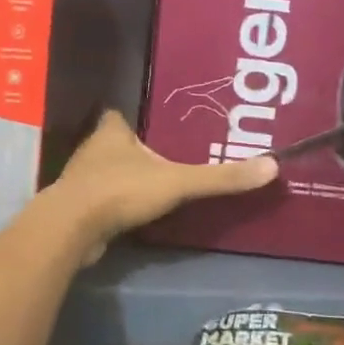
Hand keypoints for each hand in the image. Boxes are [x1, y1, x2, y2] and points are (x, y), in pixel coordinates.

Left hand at [50, 111, 276, 263]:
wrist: (72, 229)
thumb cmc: (120, 191)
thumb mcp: (177, 182)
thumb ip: (219, 178)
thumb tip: (271, 167)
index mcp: (110, 133)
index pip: (118, 115)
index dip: (131, 119)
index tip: (153, 125)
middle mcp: (91, 151)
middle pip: (112, 144)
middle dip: (132, 150)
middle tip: (163, 156)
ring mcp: (80, 181)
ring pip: (104, 173)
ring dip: (123, 178)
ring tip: (153, 185)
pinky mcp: (76, 208)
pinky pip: (99, 200)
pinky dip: (114, 204)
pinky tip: (132, 213)